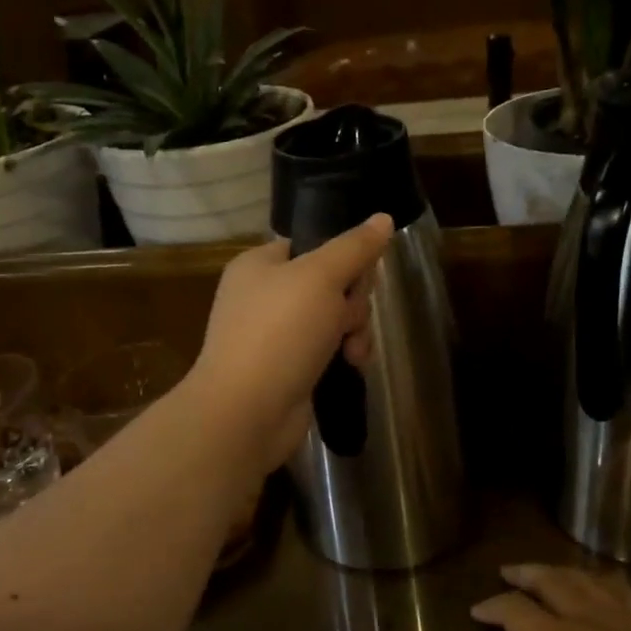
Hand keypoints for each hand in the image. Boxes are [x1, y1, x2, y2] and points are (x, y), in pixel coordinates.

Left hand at [186, 214, 393, 472]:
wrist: (246, 412)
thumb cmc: (279, 333)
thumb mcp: (321, 278)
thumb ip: (354, 248)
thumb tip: (384, 218)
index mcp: (261, 264)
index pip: (313, 244)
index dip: (344, 257)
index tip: (361, 275)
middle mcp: (265, 295)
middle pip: (331, 282)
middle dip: (352, 302)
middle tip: (348, 318)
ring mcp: (276, 335)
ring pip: (334, 318)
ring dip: (354, 331)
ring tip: (352, 352)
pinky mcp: (289, 368)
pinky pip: (327, 349)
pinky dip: (343, 355)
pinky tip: (351, 366)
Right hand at [456, 565, 630, 630]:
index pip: (515, 610)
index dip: (493, 606)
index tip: (478, 610)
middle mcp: (588, 621)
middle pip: (550, 581)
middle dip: (525, 574)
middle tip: (508, 571)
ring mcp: (627, 623)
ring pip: (587, 579)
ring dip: (561, 571)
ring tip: (548, 572)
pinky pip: (625, 591)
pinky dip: (605, 580)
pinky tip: (604, 584)